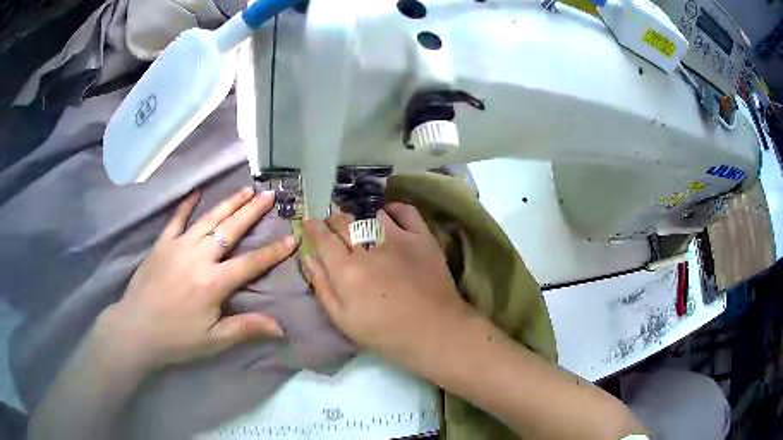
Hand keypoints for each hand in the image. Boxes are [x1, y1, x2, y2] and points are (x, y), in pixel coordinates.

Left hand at [100, 187, 297, 370]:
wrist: (136, 329)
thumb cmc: (177, 338)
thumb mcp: (214, 340)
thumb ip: (246, 328)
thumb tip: (280, 328)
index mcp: (214, 283)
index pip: (251, 263)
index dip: (274, 252)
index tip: (292, 238)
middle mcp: (198, 257)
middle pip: (230, 230)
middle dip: (252, 212)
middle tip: (269, 195)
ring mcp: (178, 246)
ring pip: (208, 219)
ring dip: (229, 203)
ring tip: (245, 189)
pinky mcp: (162, 244)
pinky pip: (176, 219)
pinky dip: (186, 205)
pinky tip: (197, 192)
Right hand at [302, 203, 474, 368]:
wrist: (434, 331)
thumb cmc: (384, 333)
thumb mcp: (343, 320)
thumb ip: (322, 287)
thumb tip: (309, 258)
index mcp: (346, 269)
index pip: (323, 238)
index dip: (313, 227)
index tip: (309, 222)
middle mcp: (369, 247)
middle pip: (345, 222)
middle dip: (333, 220)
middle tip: (332, 226)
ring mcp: (398, 239)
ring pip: (372, 216)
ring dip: (361, 218)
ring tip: (360, 226)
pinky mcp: (422, 238)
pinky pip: (406, 212)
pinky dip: (394, 209)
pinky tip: (388, 214)